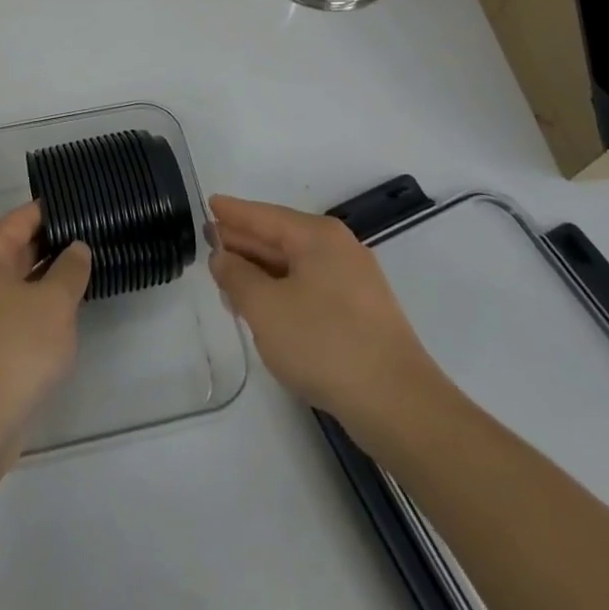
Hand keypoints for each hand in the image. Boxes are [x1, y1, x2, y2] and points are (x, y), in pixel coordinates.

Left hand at [0, 202, 90, 457]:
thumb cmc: (15, 348)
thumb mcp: (54, 302)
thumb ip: (70, 269)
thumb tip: (76, 247)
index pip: (23, 217)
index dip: (54, 210)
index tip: (85, 206)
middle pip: (20, 247)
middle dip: (55, 242)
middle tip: (95, 236)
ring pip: (21, 281)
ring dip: (50, 277)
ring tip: (90, 269)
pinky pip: (18, 310)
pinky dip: (41, 306)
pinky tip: (69, 312)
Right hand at [208, 195, 444, 440]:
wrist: (399, 406)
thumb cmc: (325, 343)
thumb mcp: (265, 307)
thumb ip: (236, 276)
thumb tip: (223, 256)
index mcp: (318, 237)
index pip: (264, 215)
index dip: (233, 212)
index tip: (208, 203)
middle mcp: (339, 250)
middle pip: (280, 238)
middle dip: (244, 243)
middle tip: (210, 245)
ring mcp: (355, 283)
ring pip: (295, 267)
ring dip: (260, 273)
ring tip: (227, 282)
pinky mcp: (362, 315)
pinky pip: (310, 290)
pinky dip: (282, 293)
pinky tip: (264, 311)